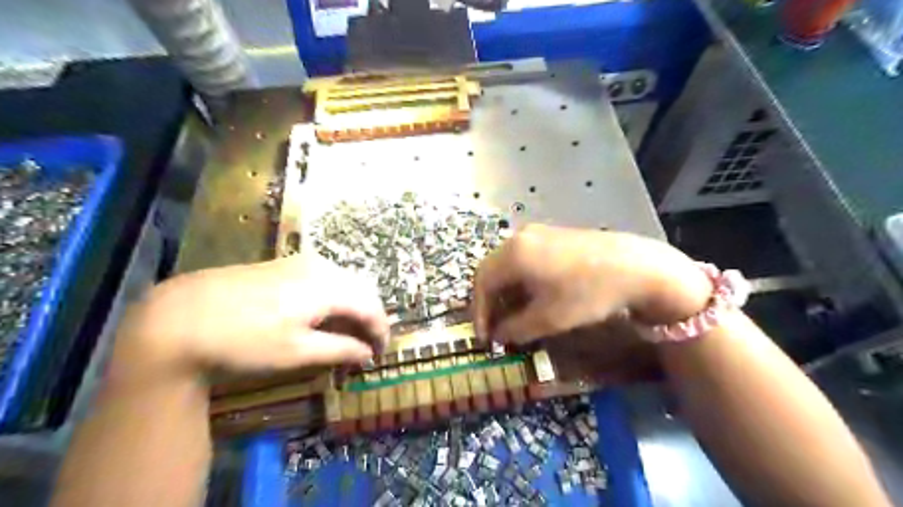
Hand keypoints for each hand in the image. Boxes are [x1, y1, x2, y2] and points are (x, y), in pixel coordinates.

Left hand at [110, 252, 388, 379]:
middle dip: (369, 317)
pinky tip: (321, 315)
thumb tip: (368, 353)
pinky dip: (333, 297)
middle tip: (366, 345)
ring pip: (343, 281)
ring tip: (346, 332)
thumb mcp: (296, 352)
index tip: (381, 353)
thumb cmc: (244, 340)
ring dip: (351, 306)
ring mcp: (300, 261)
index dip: (381, 330)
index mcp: (329, 286)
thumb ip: (340, 349)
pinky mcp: (282, 264)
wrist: (178, 317)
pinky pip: (323, 278)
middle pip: (362, 289)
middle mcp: (321, 266)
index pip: (371, 306)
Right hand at [473, 223, 711, 346]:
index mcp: (513, 254)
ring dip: (505, 291)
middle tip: (495, 326)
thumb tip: (499, 336)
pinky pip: (525, 258)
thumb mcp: (548, 318)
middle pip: (491, 270)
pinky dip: (520, 280)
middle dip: (490, 301)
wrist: (636, 266)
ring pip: (508, 264)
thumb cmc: (587, 293)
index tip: (484, 337)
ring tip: (513, 315)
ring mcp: (538, 233)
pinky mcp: (554, 235)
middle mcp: (519, 238)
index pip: (482, 283)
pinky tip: (532, 296)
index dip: (479, 312)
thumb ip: (515, 329)